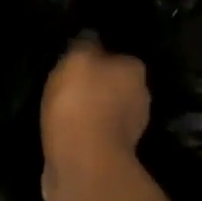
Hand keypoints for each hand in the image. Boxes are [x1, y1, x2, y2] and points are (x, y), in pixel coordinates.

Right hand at [40, 38, 149, 200]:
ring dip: (89, 111)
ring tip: (60, 111)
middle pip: (114, 84)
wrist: (83, 164)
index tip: (74, 63)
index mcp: (135, 70)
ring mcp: (130, 130)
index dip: (96, 58)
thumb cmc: (81, 102)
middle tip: (65, 86)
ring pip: (107, 111)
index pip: (117, 56)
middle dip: (95, 86)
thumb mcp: (77, 58)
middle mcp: (140, 97)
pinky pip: (96, 135)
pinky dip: (84, 133)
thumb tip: (92, 37)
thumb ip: (85, 43)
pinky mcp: (114, 155)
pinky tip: (64, 134)